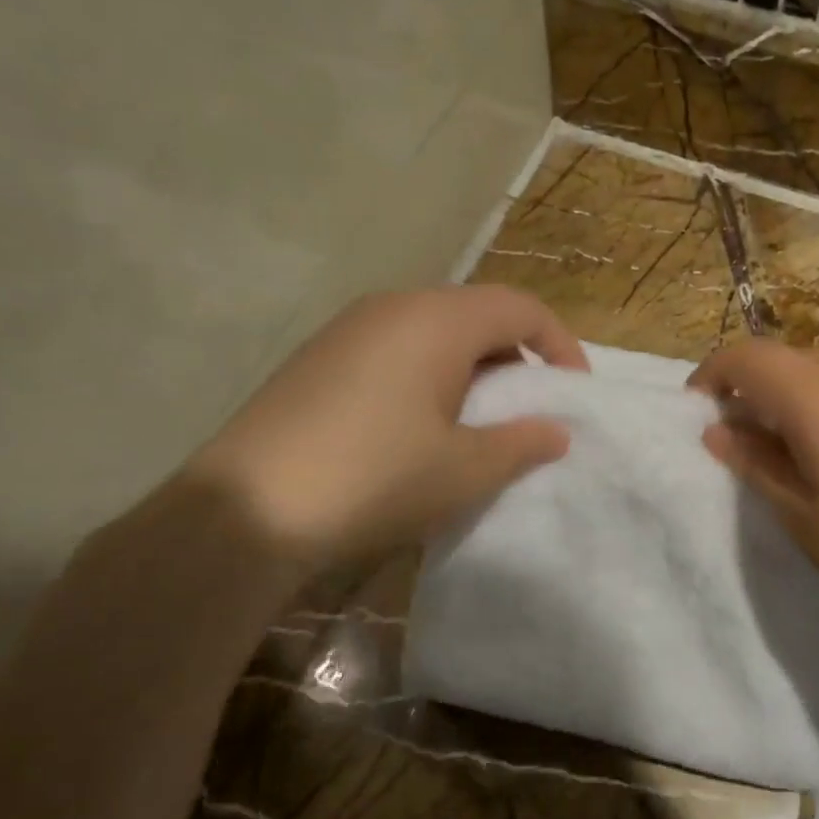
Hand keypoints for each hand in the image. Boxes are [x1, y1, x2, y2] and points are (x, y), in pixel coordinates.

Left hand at [187, 286, 587, 567]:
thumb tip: (555, 431)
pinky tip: (418, 428)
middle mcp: (393, 307)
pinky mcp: (318, 358)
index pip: (520, 308)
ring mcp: (348, 329)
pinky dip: (428, 376)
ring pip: (433, 331)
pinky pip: (395, 350)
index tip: (574, 393)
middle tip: (527, 410)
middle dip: (515, 357)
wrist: (245, 511)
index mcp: (436, 320)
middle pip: (476, 313)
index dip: (560, 345)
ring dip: (470, 369)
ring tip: (476, 423)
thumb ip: (522, 443)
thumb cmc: (375, 479)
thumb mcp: (464, 470)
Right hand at [690, 341, 818, 651]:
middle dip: (759, 391)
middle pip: (794, 363)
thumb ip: (755, 463)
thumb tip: (721, 429)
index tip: (700, 409)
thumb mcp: (802, 517)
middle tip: (750, 442)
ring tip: (809, 458)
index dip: (713, 374)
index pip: (748, 356)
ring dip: (807, 403)